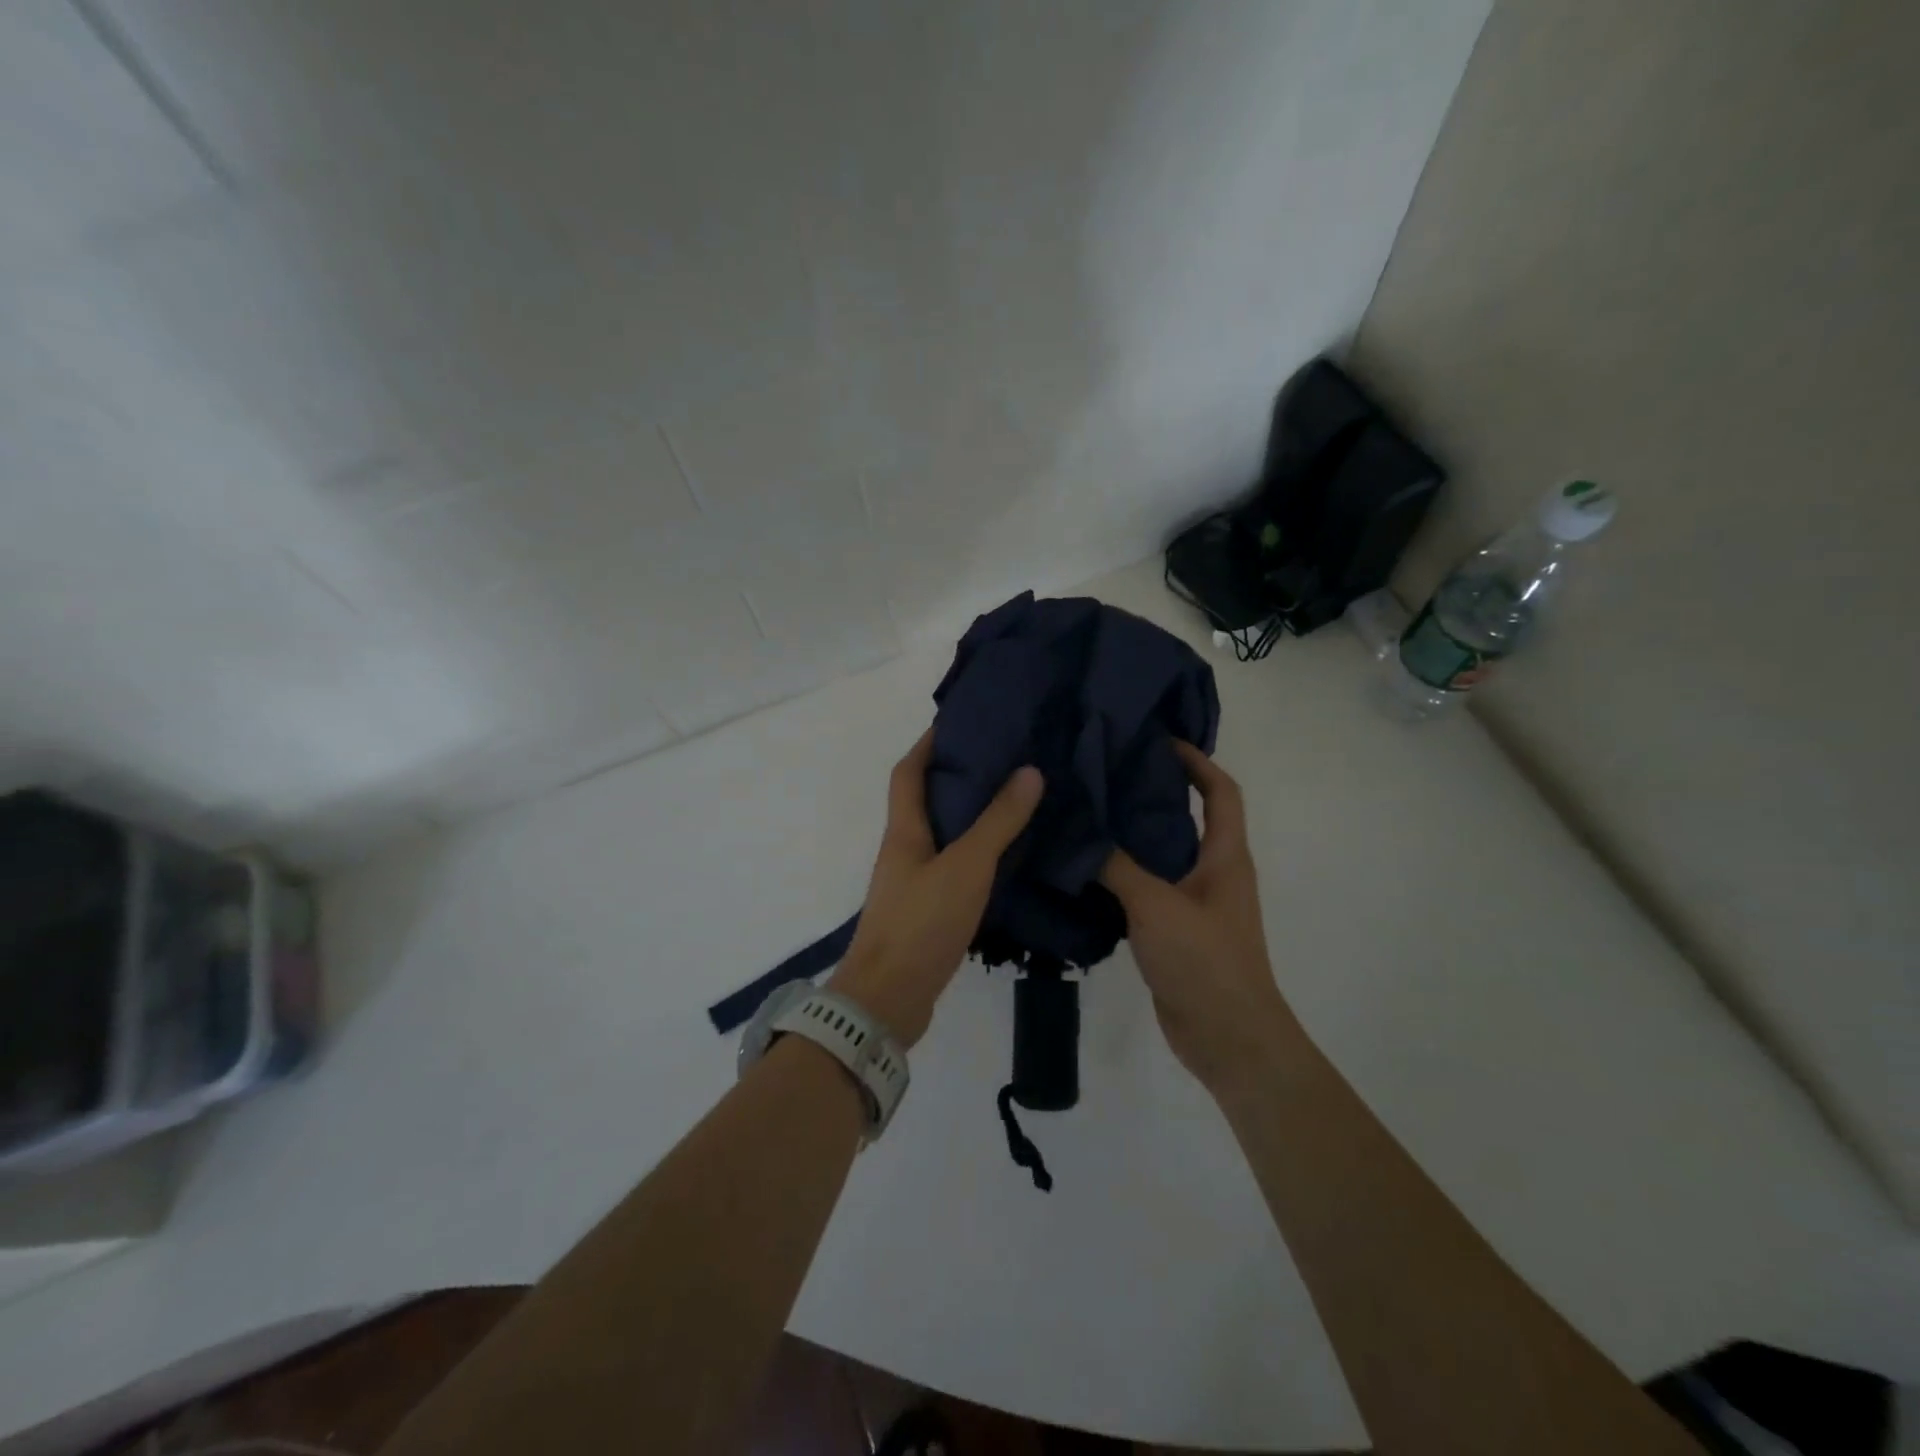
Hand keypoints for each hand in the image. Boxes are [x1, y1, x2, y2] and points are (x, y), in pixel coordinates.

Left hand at [830, 729, 1043, 1046]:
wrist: (887, 1000)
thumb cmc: (921, 923)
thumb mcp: (965, 867)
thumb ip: (998, 822)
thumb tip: (1029, 771)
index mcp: (904, 831)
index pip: (908, 773)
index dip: (927, 744)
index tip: (958, 722)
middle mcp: (904, 850)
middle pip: (925, 800)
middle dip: (956, 776)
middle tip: (1002, 758)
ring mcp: (913, 882)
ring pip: (941, 835)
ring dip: (968, 815)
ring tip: (1011, 799)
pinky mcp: (926, 911)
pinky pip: (952, 867)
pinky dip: (975, 853)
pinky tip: (1005, 856)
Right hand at [1100, 741, 1295, 1092]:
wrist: (1228, 1038)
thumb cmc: (1204, 961)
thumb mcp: (1155, 905)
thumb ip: (1116, 866)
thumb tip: (1079, 832)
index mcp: (1225, 857)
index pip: (1221, 792)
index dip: (1197, 761)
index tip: (1159, 742)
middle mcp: (1214, 873)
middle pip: (1189, 818)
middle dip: (1155, 792)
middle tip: (1107, 775)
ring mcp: (1196, 904)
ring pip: (1164, 855)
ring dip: (1134, 835)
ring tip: (1089, 815)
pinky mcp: (1176, 931)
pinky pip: (1148, 889)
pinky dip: (1122, 875)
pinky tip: (1086, 871)